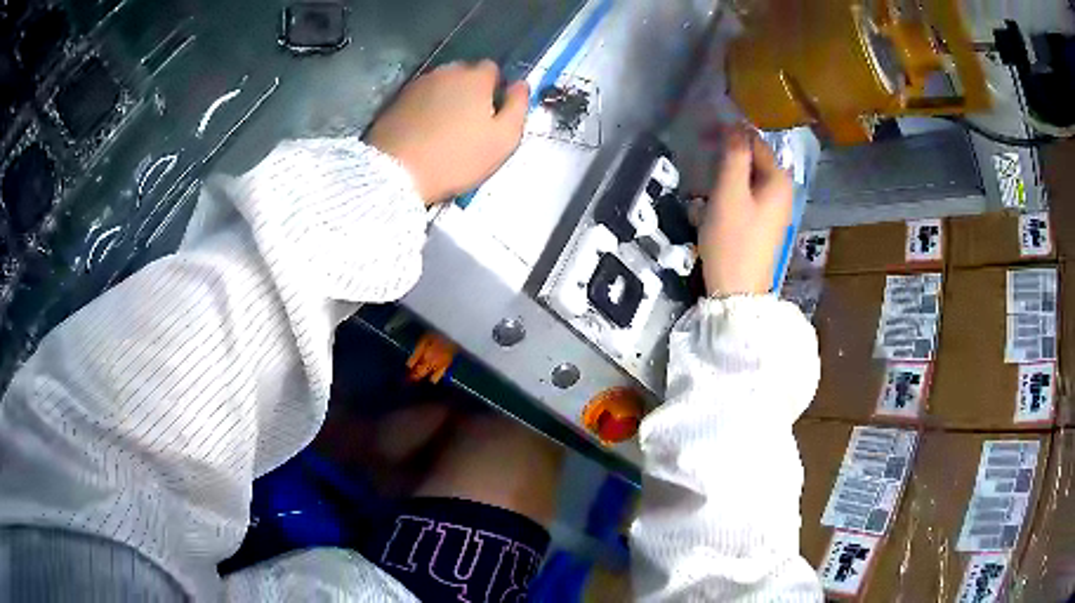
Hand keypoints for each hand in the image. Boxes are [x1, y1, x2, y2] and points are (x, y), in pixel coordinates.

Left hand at [367, 60, 529, 204]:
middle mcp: (446, 72)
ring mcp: (418, 84)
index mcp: (475, 77)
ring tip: (446, 128)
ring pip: (442, 85)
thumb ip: (518, 107)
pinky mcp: (397, 99)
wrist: (396, 172)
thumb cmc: (457, 157)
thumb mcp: (503, 139)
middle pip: (465, 74)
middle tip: (470, 123)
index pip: (492, 69)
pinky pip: (422, 98)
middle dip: (471, 91)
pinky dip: (427, 108)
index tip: (493, 114)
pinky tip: (426, 131)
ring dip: (448, 99)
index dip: (495, 89)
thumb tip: (521, 85)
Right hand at [698, 126, 793, 295]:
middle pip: (753, 161)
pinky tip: (713, 203)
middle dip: (728, 155)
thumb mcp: (730, 193)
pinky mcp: (764, 225)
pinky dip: (730, 193)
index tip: (703, 134)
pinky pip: (747, 197)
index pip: (755, 141)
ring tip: (703, 182)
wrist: (737, 291)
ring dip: (726, 175)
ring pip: (748, 179)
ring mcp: (775, 210)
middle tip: (700, 157)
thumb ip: (734, 156)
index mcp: (778, 180)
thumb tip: (735, 125)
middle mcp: (782, 191)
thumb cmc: (733, 239)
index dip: (730, 133)